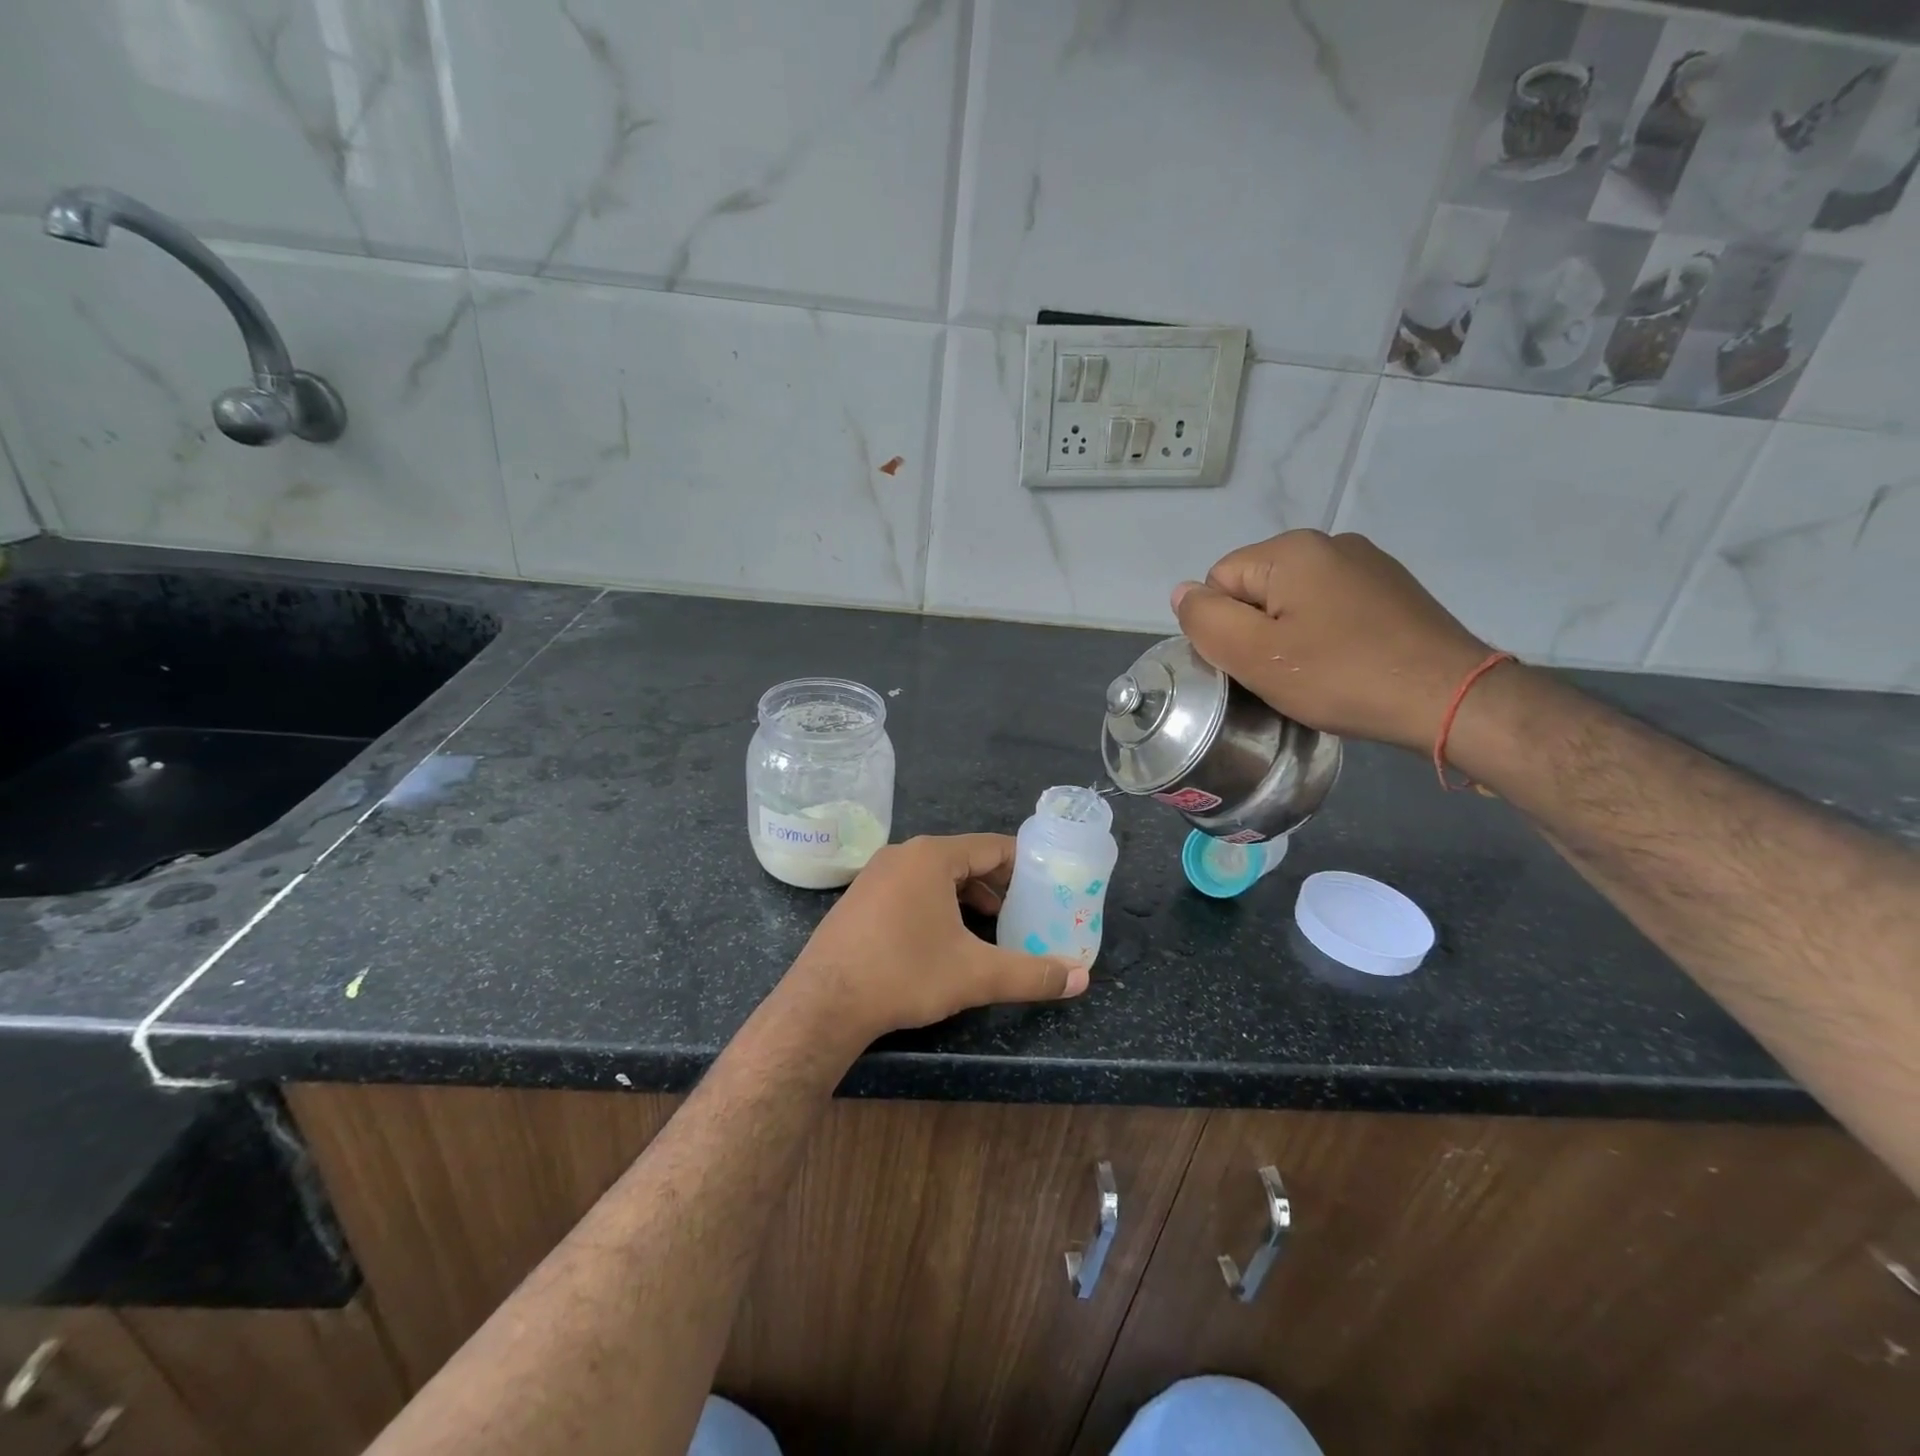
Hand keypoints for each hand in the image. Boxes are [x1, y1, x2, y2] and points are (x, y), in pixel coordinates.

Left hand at [787, 834, 1086, 1041]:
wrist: (823, 1003)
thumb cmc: (904, 974)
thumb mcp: (975, 975)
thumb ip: (1031, 973)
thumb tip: (1081, 979)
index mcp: (932, 857)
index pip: (992, 846)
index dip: (1025, 864)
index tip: (1050, 883)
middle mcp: (903, 854)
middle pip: (964, 859)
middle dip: (998, 884)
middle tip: (1028, 909)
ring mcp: (876, 875)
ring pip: (936, 876)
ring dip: (968, 896)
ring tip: (995, 925)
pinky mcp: (860, 898)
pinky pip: (911, 889)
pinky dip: (938, 904)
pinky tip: (948, 937)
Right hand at [1172, 530, 1491, 753]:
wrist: (1449, 697)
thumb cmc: (1341, 676)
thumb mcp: (1254, 655)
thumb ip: (1205, 620)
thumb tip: (1183, 593)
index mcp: (1291, 550)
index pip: (1219, 580)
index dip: (1224, 627)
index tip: (1254, 662)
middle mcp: (1330, 543)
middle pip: (1257, 588)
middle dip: (1258, 630)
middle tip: (1283, 673)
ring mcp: (1368, 564)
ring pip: (1295, 600)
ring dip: (1291, 634)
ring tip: (1315, 672)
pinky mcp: (1392, 590)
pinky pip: (1332, 607)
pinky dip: (1327, 634)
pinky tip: (1345, 662)